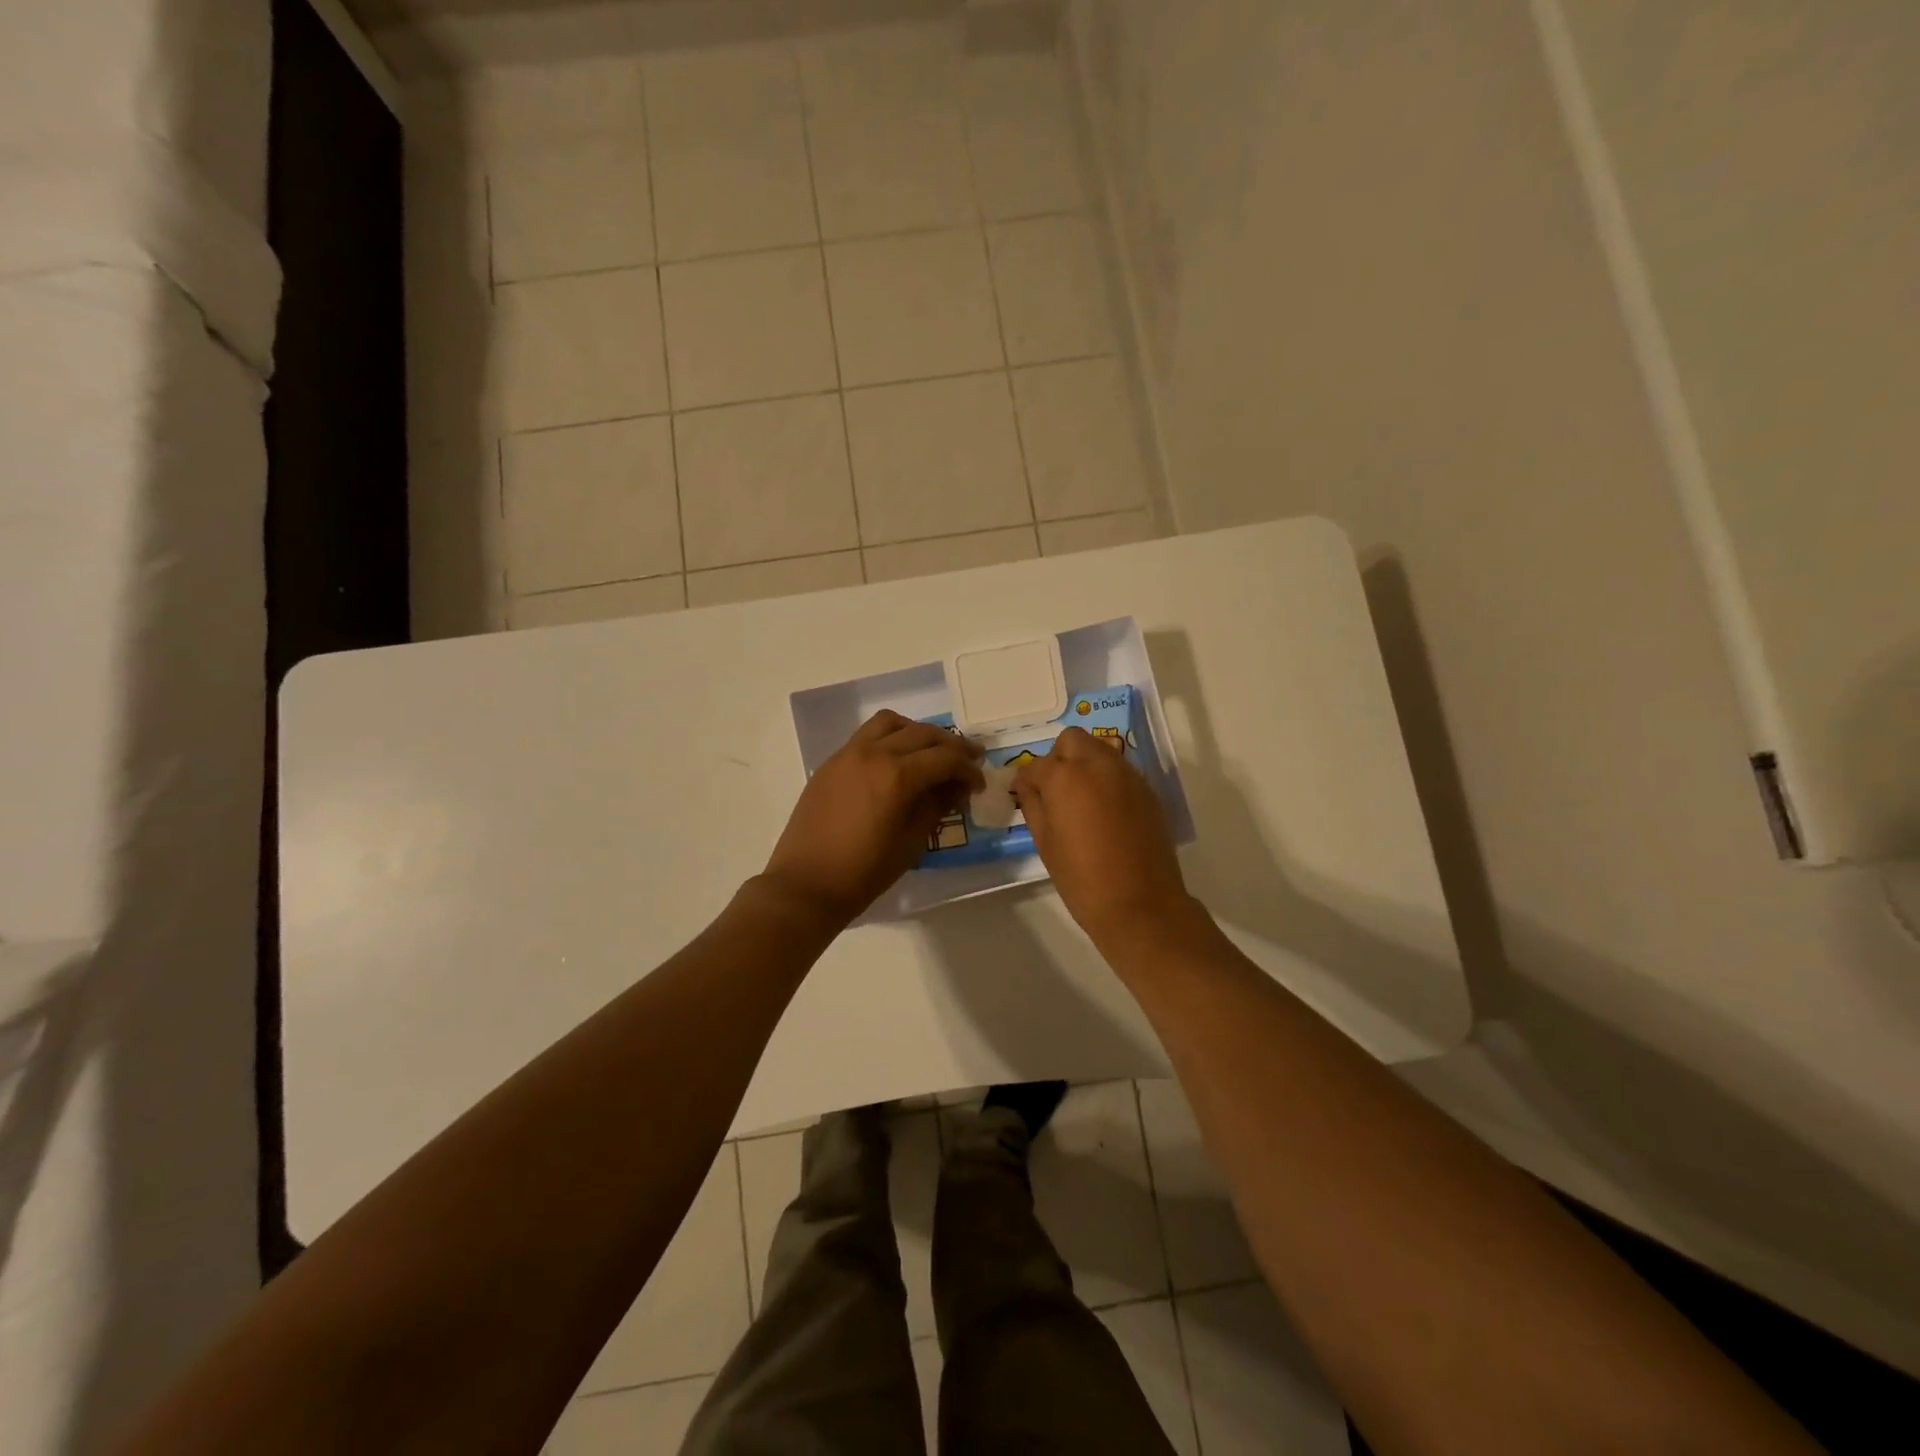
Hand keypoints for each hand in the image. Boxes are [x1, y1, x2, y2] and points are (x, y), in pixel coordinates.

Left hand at [764, 710, 984, 924]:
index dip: (968, 769)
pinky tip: (897, 761)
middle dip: (951, 746)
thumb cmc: (864, 872)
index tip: (978, 784)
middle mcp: (873, 753)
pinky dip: (890, 738)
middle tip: (969, 760)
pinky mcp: (831, 763)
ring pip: (891, 723)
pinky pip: (867, 736)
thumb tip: (954, 788)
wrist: (806, 884)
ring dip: (917, 733)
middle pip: (922, 733)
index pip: (945, 758)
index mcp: (897, 775)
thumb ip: (935, 806)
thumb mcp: (911, 842)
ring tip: (930, 753)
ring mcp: (848, 754)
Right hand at [1012, 727, 1194, 942]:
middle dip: (1058, 757)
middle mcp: (1098, 765)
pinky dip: (1107, 779)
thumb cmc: (1082, 878)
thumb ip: (1033, 805)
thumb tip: (1027, 787)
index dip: (1026, 780)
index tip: (1023, 795)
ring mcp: (1127, 775)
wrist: (1140, 904)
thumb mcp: (1045, 843)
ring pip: (1100, 750)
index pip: (1037, 765)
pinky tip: (1104, 810)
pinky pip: (1120, 770)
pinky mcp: (1147, 790)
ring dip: (1084, 764)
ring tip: (1079, 799)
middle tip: (1054, 789)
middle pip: (1072, 740)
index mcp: (1065, 777)